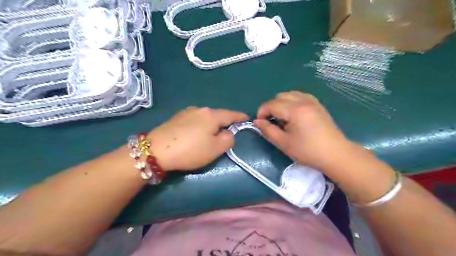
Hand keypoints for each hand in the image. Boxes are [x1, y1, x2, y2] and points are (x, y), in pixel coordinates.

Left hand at [148, 107, 248, 170]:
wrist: (156, 150)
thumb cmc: (190, 150)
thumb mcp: (215, 149)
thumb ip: (228, 139)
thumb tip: (228, 133)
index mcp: (211, 115)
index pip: (231, 114)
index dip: (240, 117)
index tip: (247, 118)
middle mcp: (200, 109)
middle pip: (217, 115)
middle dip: (224, 123)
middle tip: (227, 134)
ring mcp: (186, 112)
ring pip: (205, 118)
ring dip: (211, 125)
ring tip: (210, 136)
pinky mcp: (176, 118)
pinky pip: (195, 120)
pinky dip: (200, 126)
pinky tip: (195, 135)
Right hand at [255, 91, 349, 169]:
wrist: (335, 154)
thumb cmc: (308, 151)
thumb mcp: (284, 143)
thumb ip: (268, 130)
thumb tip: (257, 121)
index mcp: (295, 110)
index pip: (271, 104)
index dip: (262, 112)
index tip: (260, 123)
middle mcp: (303, 101)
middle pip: (280, 96)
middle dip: (271, 107)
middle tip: (272, 122)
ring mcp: (312, 101)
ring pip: (290, 94)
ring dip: (281, 103)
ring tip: (283, 119)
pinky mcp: (318, 105)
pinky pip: (300, 96)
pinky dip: (292, 102)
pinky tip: (294, 114)